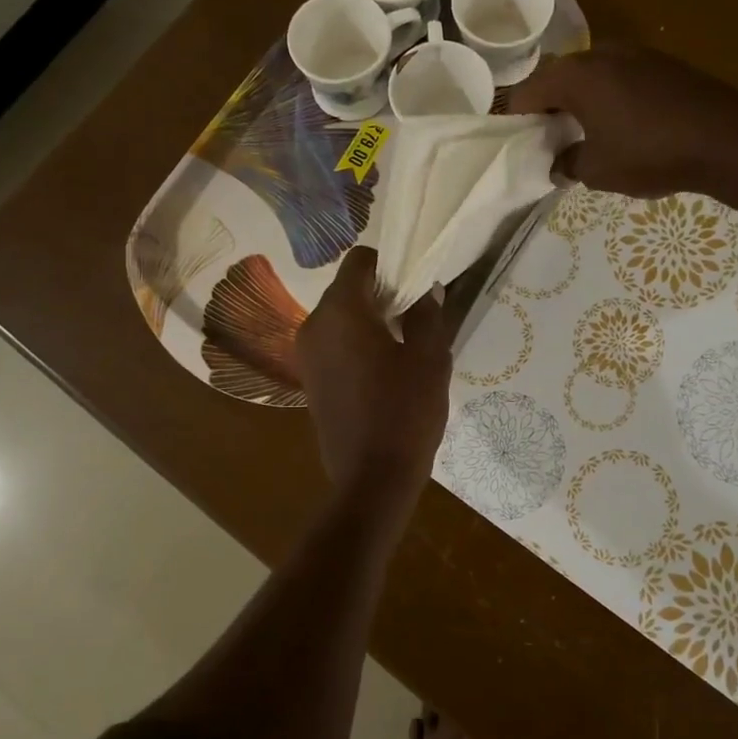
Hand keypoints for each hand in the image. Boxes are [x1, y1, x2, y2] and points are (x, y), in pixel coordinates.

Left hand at [297, 248, 451, 503]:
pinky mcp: (309, 378)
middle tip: (415, 313)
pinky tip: (383, 367)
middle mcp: (314, 324)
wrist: (372, 477)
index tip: (415, 282)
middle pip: (347, 288)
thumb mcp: (430, 358)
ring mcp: (307, 353)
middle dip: (380, 292)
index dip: (389, 263)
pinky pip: (333, 342)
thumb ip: (427, 314)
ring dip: (368, 318)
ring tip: (402, 341)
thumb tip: (426, 290)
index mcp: (341, 310)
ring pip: (339, 316)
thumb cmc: (405, 410)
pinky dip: (354, 341)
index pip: (358, 261)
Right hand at [508, 47, 737, 197]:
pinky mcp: (662, 62)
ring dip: (579, 101)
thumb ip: (568, 164)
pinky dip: (608, 97)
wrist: (727, 139)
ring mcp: (635, 53)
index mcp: (575, 76)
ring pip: (590, 75)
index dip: (516, 118)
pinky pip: (619, 77)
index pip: (527, 92)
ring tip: (582, 133)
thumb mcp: (597, 170)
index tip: (516, 142)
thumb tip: (558, 164)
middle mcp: (600, 53)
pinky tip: (619, 124)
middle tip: (547, 139)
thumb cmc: (650, 153)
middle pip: (557, 78)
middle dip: (548, 108)